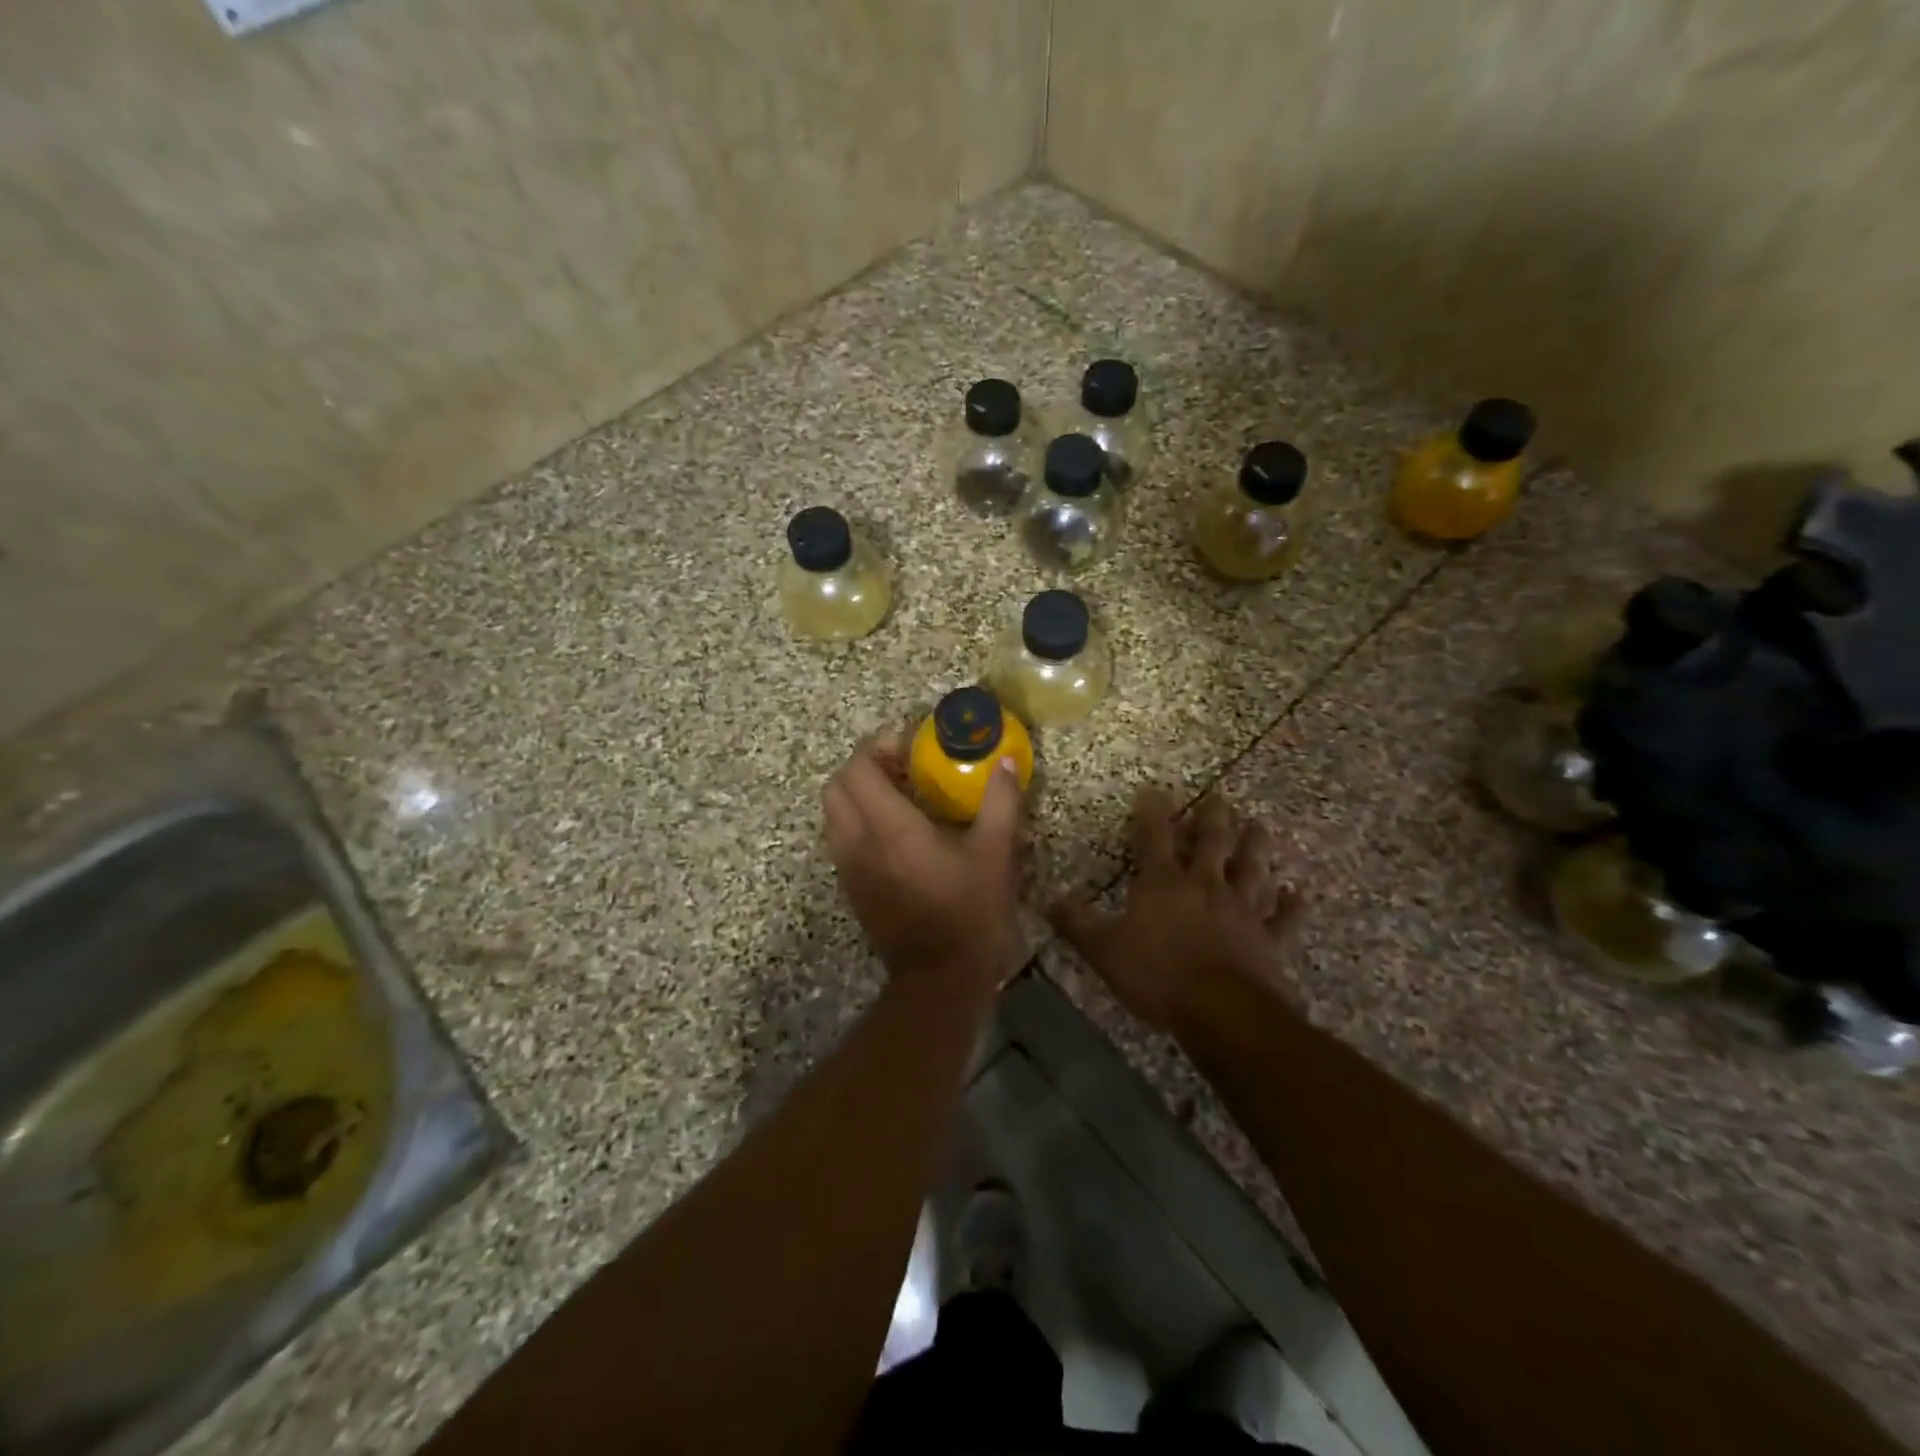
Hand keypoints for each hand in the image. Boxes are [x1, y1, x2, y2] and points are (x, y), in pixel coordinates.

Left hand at [823, 736, 1026, 994]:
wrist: (939, 978)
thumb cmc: (969, 913)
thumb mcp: (995, 854)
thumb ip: (1000, 802)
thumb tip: (1006, 762)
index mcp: (889, 828)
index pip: (858, 768)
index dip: (878, 746)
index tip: (910, 746)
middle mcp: (858, 841)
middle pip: (837, 785)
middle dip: (864, 766)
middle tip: (902, 767)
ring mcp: (848, 866)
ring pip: (833, 811)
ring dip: (858, 792)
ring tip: (898, 795)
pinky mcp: (850, 886)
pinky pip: (840, 836)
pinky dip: (857, 818)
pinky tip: (894, 830)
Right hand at [1051, 789, 1300, 1032]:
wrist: (1222, 1012)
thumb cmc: (1158, 976)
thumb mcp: (1104, 950)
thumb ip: (1077, 923)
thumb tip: (1051, 898)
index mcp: (1163, 883)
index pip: (1154, 836)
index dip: (1151, 811)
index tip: (1153, 790)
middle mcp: (1205, 885)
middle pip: (1212, 842)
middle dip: (1213, 817)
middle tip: (1221, 797)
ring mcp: (1242, 909)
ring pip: (1251, 868)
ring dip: (1256, 846)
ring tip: (1259, 825)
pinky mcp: (1268, 939)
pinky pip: (1282, 917)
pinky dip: (1291, 905)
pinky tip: (1298, 892)